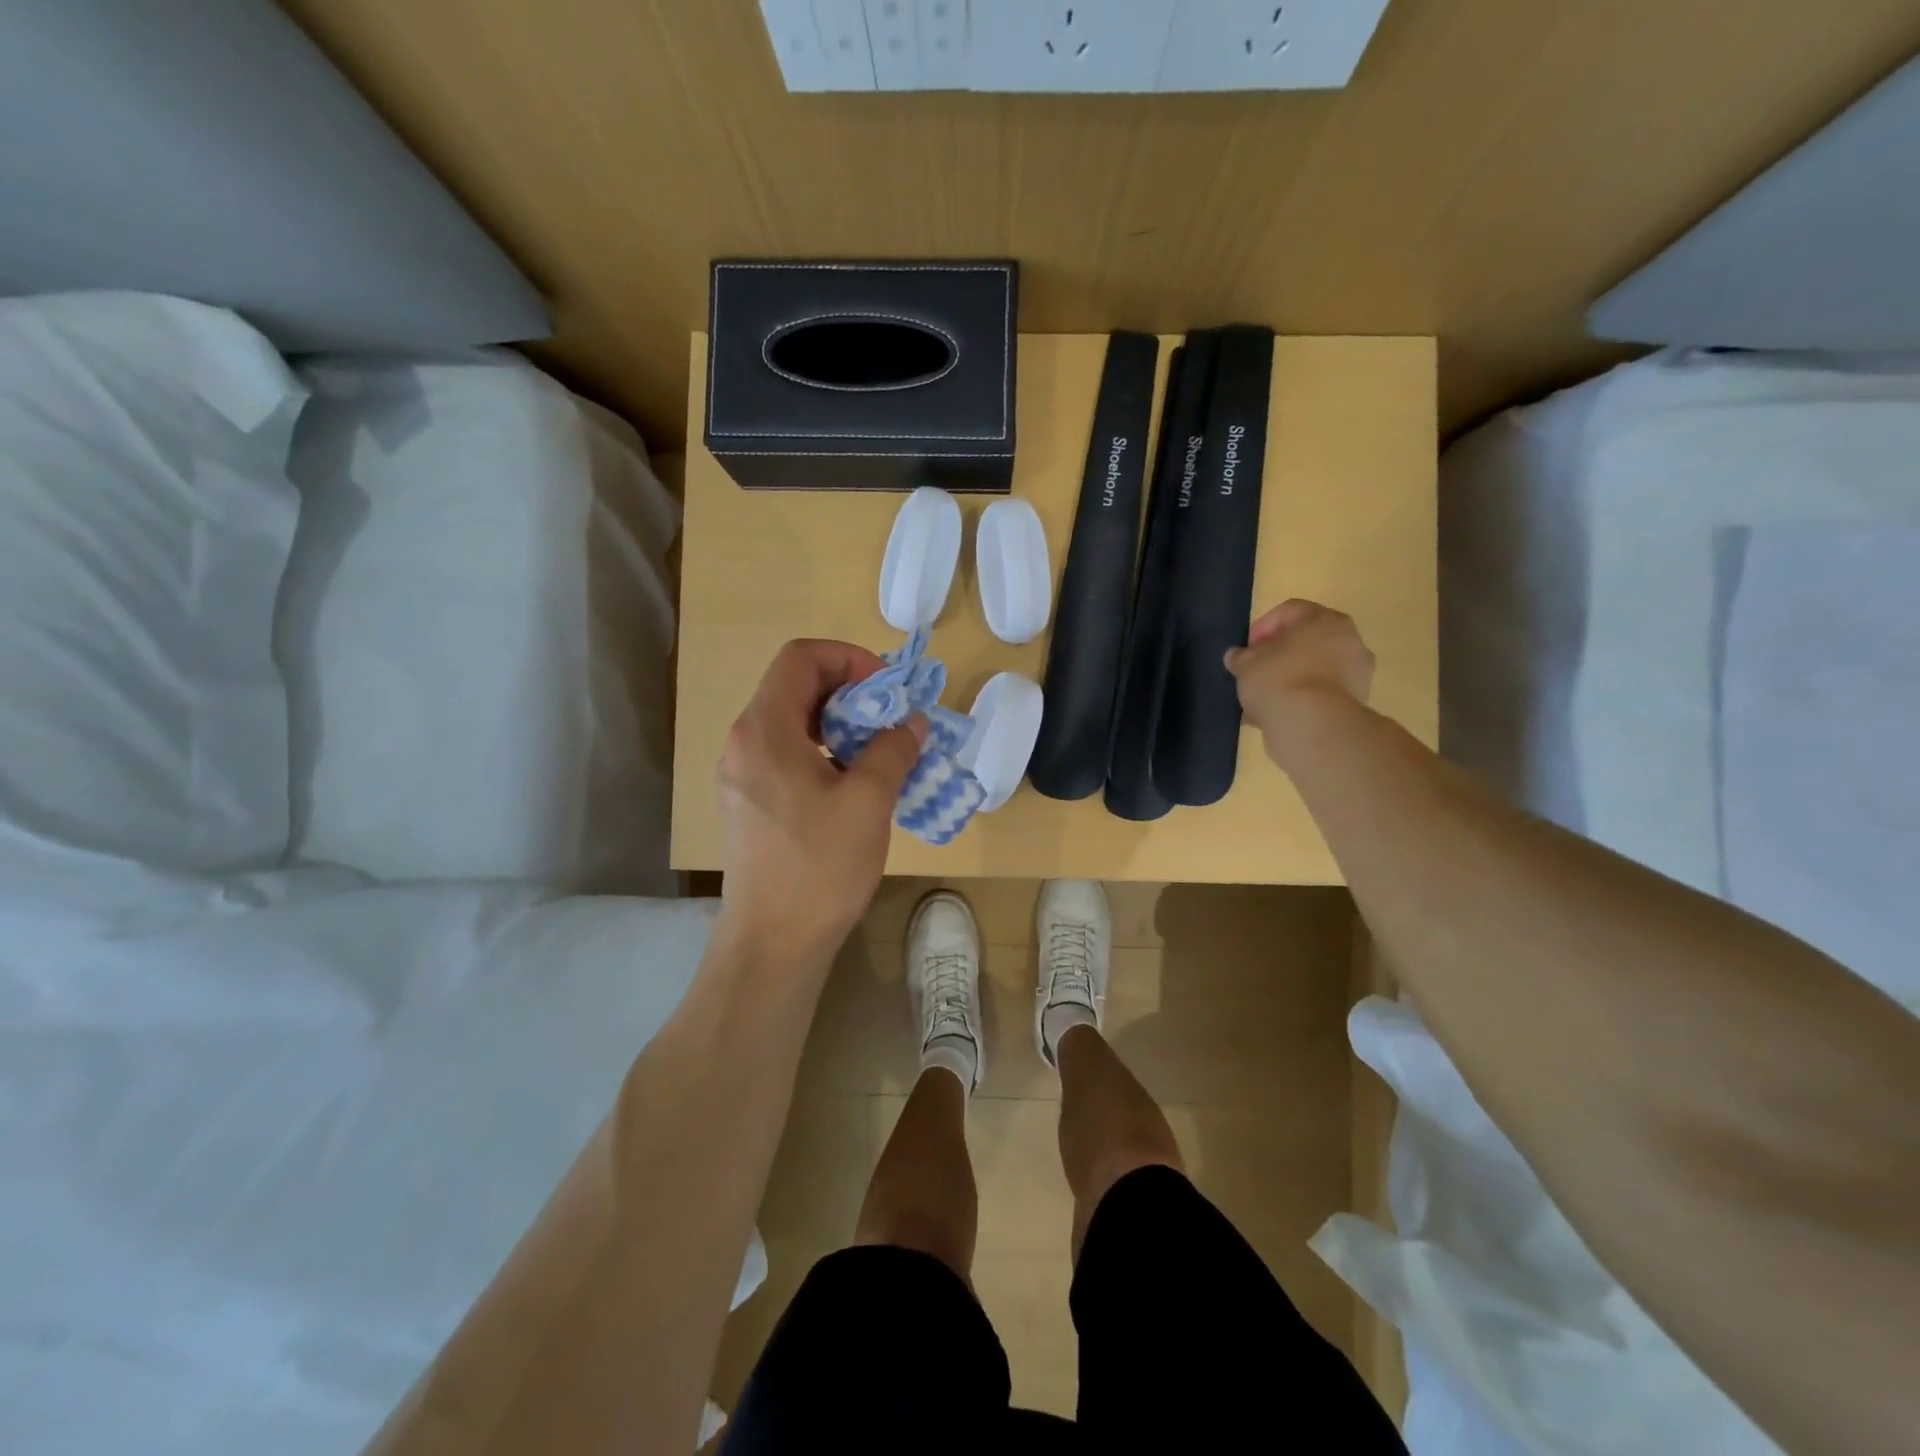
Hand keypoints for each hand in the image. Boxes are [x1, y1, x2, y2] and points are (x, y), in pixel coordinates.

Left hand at [715, 640, 925, 968]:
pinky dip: (822, 752)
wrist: (773, 943)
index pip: (800, 657)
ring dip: (838, 724)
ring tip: (877, 751)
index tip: (886, 688)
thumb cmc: (819, 866)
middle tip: (889, 718)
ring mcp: (740, 775)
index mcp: (765, 730)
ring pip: (791, 723)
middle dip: (848, 691)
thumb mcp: (869, 801)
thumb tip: (911, 722)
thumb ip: (893, 749)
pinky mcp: (747, 803)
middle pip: (794, 687)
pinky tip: (852, 784)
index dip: (848, 658)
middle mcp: (743, 742)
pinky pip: (785, 755)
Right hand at [1225, 600, 1374, 768]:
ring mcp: (1356, 674)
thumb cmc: (1279, 679)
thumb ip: (1240, 656)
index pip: (1290, 611)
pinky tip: (1274, 716)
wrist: (1312, 726)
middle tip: (1255, 671)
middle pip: (1306, 642)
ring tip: (1261, 700)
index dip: (1262, 627)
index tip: (1246, 648)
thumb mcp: (1246, 664)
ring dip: (1288, 681)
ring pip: (1313, 671)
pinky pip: (1319, 695)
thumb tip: (1237, 657)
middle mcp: (1349, 641)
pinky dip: (1299, 702)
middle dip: (1278, 656)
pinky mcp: (1354, 704)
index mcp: (1326, 620)